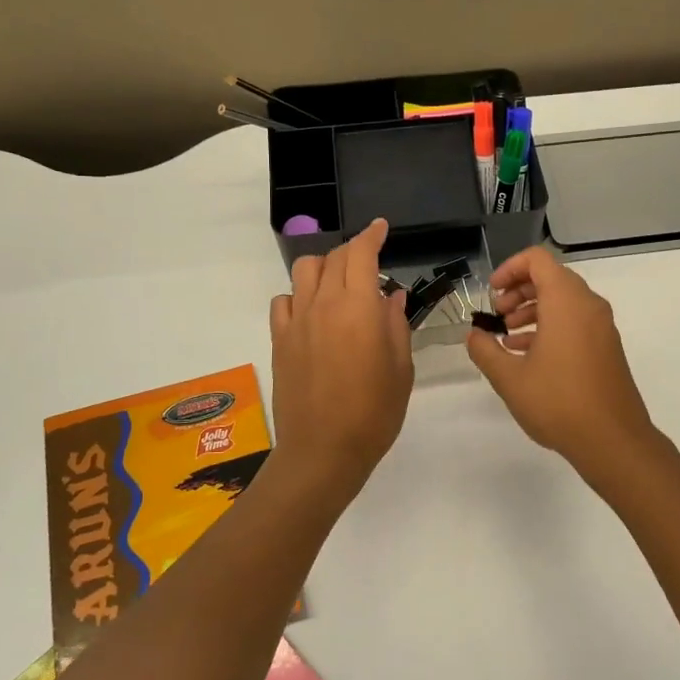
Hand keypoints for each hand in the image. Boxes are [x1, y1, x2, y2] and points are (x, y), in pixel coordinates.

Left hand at [268, 219, 413, 493]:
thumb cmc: (373, 413)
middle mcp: (324, 305)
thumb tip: (391, 297)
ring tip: (339, 284)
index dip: (371, 235)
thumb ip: (396, 326)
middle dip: (353, 250)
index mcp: (359, 309)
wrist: (322, 452)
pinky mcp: (279, 341)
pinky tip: (312, 312)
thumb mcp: (401, 369)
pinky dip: (299, 295)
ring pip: (304, 271)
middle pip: (333, 258)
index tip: (381, 228)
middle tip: (369, 261)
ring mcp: (296, 322)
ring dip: (324, 266)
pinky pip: (284, 301)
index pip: (361, 254)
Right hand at [465, 245, 659, 479]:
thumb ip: (485, 350)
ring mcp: (602, 326)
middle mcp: (588, 305)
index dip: (510, 269)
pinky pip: (576, 322)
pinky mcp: (607, 347)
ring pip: (563, 301)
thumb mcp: (510, 378)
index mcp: (565, 301)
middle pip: (551, 278)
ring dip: (533, 310)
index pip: (537, 260)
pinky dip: (551, 326)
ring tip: (507, 338)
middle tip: (497, 316)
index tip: (492, 293)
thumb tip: (473, 335)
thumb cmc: (558, 402)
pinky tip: (528, 355)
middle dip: (519, 291)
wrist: (613, 440)